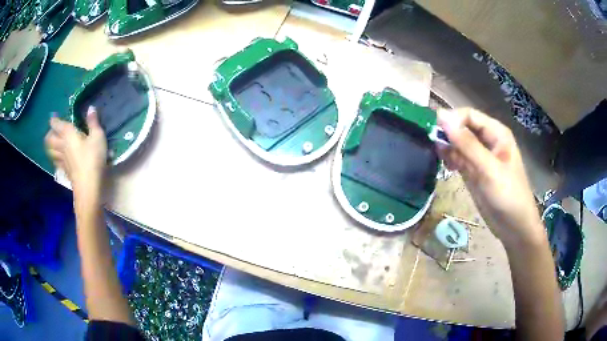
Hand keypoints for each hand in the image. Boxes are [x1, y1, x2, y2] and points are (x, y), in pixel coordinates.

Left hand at [45, 106, 106, 197]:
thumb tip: (91, 107)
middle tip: (52, 130)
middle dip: (49, 133)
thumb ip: (93, 122)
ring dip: (49, 146)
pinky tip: (58, 157)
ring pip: (50, 151)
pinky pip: (56, 161)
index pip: (57, 124)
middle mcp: (62, 146)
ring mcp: (62, 160)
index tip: (53, 116)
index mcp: (68, 134)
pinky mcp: (65, 170)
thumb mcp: (97, 137)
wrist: (88, 187)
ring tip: (52, 143)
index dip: (54, 120)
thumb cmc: (93, 159)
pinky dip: (55, 157)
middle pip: (49, 139)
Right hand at [436, 108, 544, 249]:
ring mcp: (480, 157)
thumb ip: (466, 143)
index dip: (452, 119)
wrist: (514, 227)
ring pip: (459, 143)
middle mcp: (488, 140)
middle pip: (463, 127)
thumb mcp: (488, 168)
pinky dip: (450, 159)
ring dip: (447, 147)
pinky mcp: (474, 171)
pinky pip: (459, 158)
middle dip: (448, 133)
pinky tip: (444, 165)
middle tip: (432, 144)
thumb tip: (441, 117)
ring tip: (439, 157)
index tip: (435, 131)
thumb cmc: (507, 195)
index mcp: (496, 133)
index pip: (469, 115)